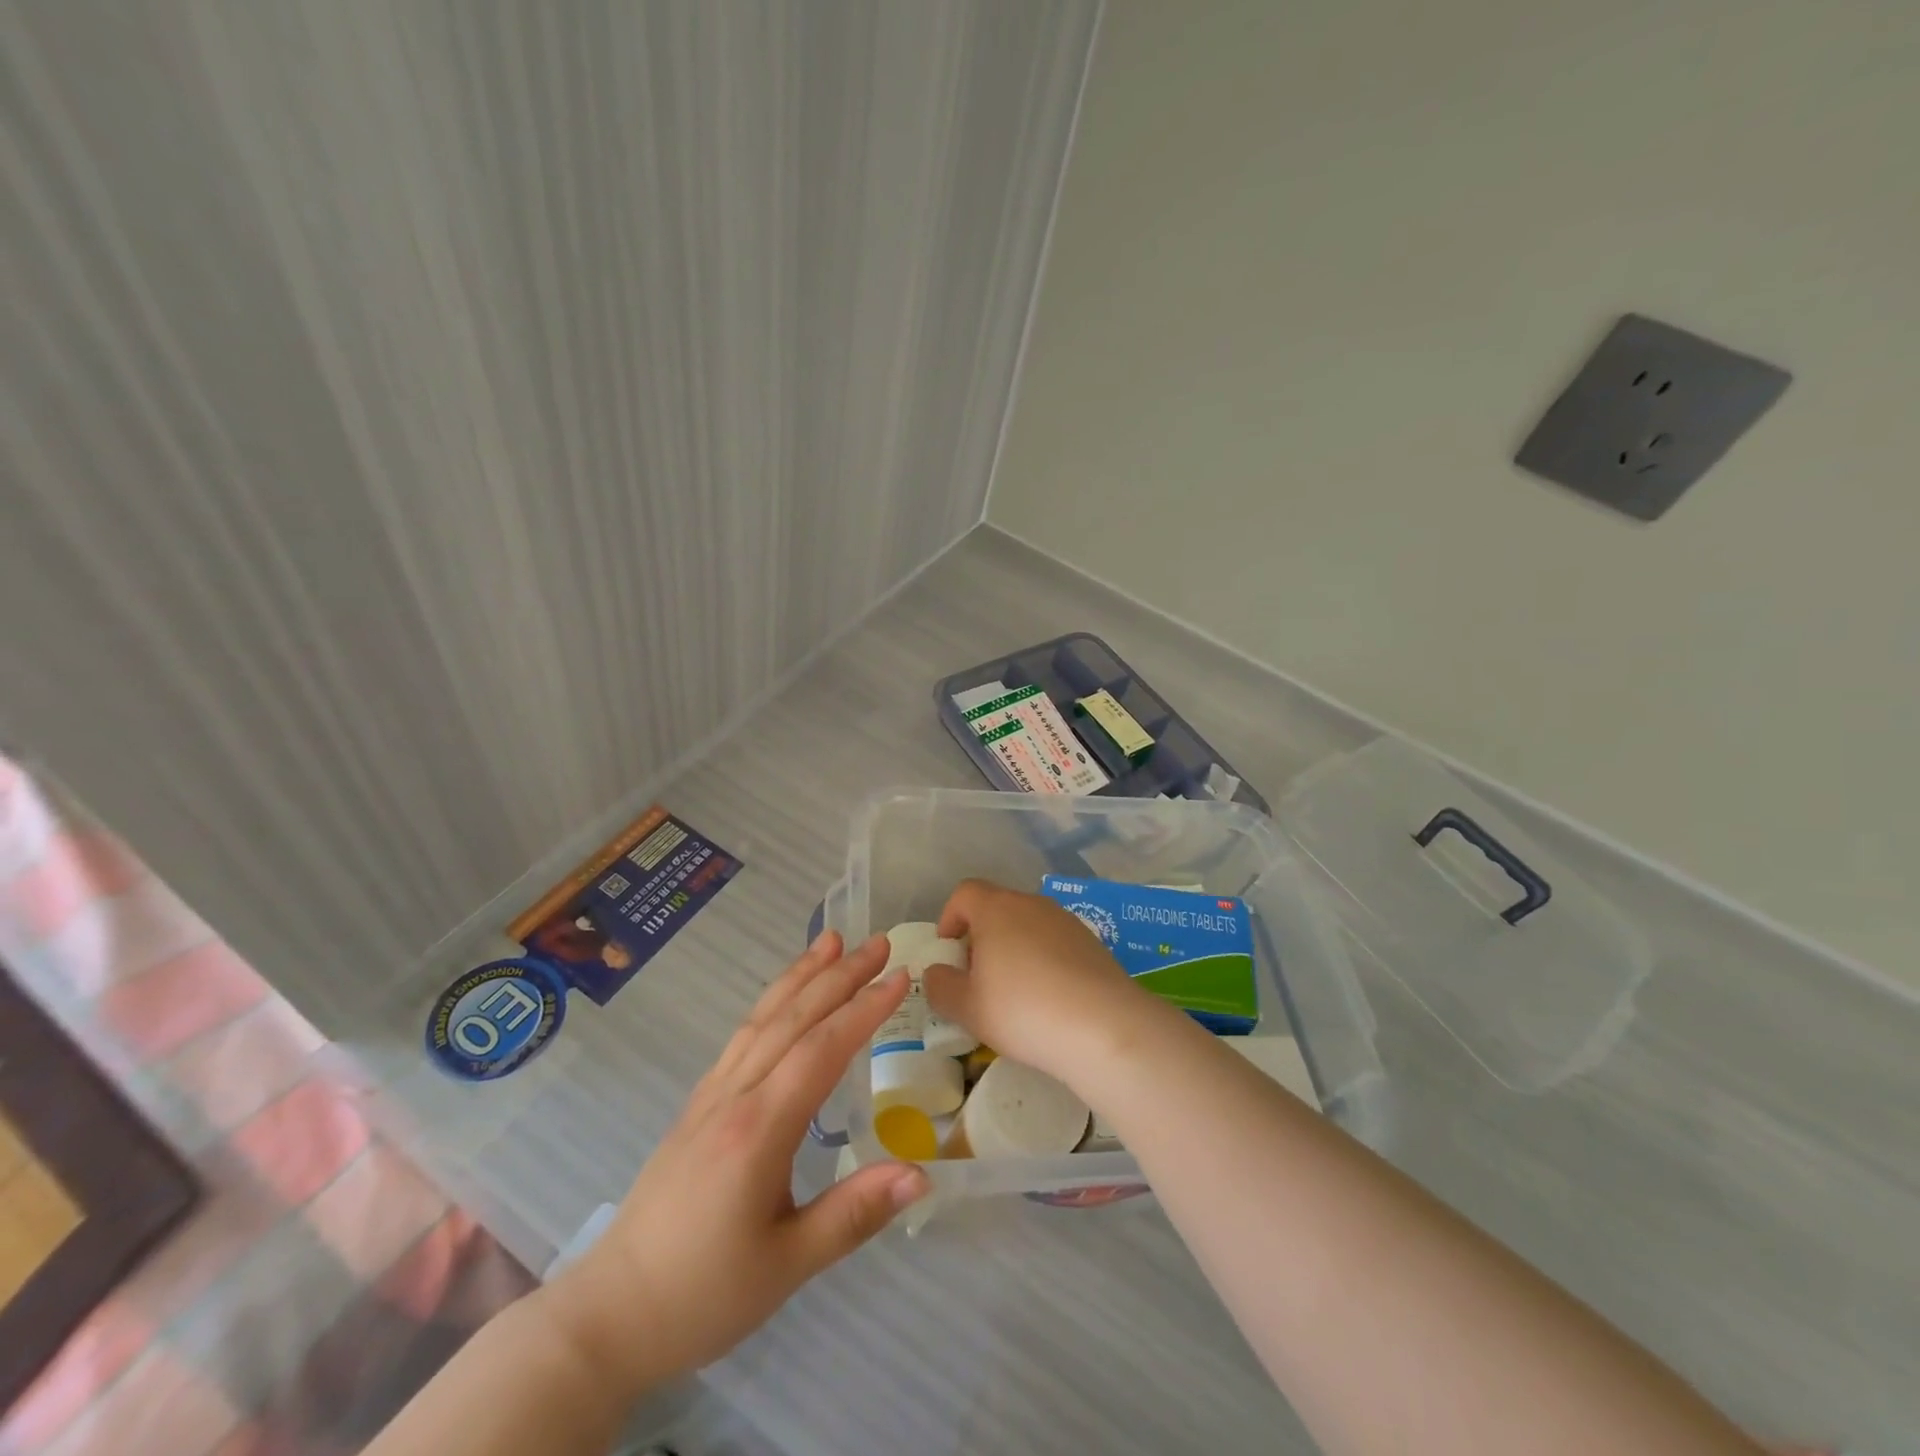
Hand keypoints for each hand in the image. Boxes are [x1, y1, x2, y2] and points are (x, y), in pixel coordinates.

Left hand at [549, 931, 929, 1391]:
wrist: (610, 1314)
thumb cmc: (704, 1295)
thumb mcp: (788, 1266)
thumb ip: (854, 1214)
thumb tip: (922, 1176)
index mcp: (759, 1130)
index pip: (820, 1050)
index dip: (863, 1010)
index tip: (900, 977)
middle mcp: (734, 1096)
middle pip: (793, 1019)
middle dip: (839, 975)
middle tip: (879, 943)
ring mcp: (711, 1095)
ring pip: (763, 1018)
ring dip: (801, 975)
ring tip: (831, 940)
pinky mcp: (698, 1103)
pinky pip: (742, 1036)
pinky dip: (772, 1002)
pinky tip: (786, 997)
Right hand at [923, 878, 1165, 1090]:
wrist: (1103, 1026)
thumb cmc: (1023, 1010)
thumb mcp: (967, 1008)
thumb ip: (941, 986)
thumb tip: (936, 972)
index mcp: (996, 909)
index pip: (965, 893)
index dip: (950, 917)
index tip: (949, 951)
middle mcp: (1032, 904)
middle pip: (997, 908)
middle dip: (981, 938)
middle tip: (978, 978)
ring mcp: (1066, 921)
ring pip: (1028, 925)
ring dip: (1014, 949)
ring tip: (1014, 993)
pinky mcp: (1093, 942)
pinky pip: (1055, 943)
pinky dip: (1044, 961)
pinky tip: (1049, 999)